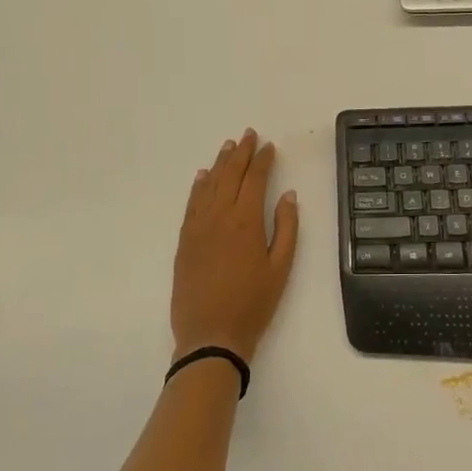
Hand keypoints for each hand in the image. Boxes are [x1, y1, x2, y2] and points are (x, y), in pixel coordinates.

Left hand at [171, 130, 299, 363]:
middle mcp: (219, 216)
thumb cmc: (253, 304)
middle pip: (229, 175)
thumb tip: (288, 195)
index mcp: (246, 221)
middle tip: (248, 135)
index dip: (262, 160)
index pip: (255, 179)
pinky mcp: (184, 240)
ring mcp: (197, 227)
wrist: (210, 335)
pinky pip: (191, 204)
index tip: (269, 146)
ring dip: (219, 163)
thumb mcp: (280, 268)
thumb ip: (287, 228)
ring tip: (227, 146)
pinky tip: (202, 176)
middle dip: (240, 153)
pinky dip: (198, 186)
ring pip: (208, 185)